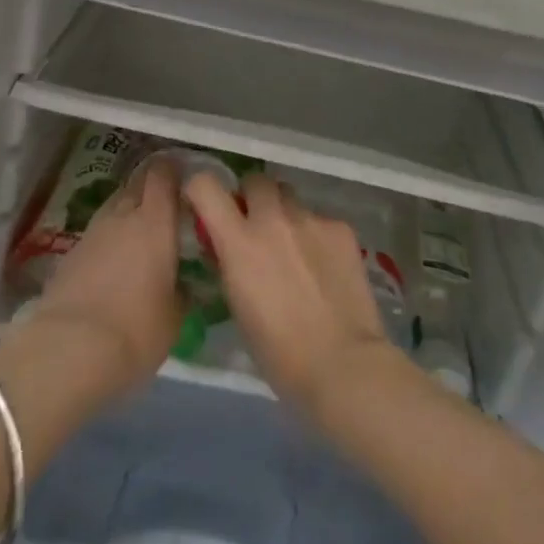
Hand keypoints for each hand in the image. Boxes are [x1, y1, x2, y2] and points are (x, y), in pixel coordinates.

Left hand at [0, 157, 182, 424]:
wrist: (66, 353)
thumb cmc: (135, 330)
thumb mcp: (174, 317)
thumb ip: (181, 290)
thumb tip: (182, 282)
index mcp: (155, 221)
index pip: (163, 175)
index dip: (173, 170)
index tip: (185, 177)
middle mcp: (122, 216)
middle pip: (136, 184)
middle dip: (151, 186)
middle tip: (166, 203)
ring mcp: (91, 234)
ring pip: (114, 207)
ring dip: (127, 213)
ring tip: (140, 234)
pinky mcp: (68, 255)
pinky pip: (96, 235)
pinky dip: (108, 240)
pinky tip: (114, 262)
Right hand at [184, 172, 394, 415]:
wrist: (342, 363)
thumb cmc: (279, 353)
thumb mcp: (237, 306)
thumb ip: (230, 264)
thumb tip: (227, 247)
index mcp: (239, 241)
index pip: (206, 186)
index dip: (201, 189)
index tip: (205, 204)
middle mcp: (273, 218)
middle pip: (256, 180)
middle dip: (252, 197)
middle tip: (257, 225)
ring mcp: (311, 219)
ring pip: (290, 197)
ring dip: (285, 213)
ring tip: (294, 247)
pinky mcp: (341, 227)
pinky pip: (320, 219)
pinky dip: (316, 235)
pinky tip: (325, 267)